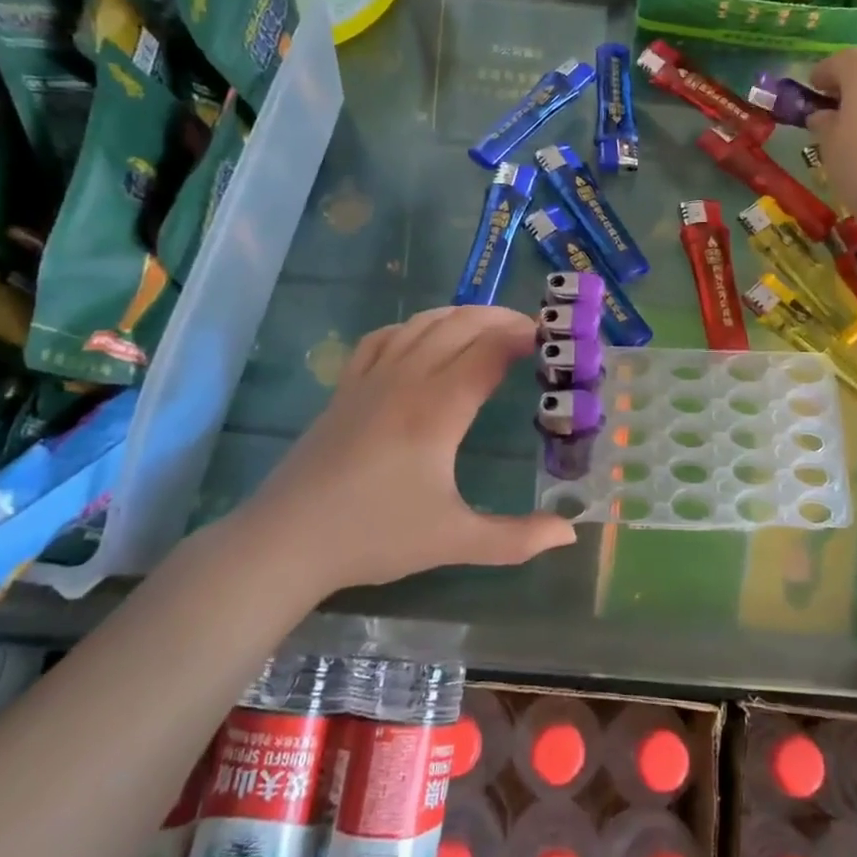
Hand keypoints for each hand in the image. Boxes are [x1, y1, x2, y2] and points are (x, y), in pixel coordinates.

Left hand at [234, 307, 575, 589]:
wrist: (287, 540)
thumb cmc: (375, 536)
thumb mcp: (454, 541)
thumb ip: (516, 539)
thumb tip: (569, 533)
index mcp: (438, 409)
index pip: (489, 352)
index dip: (523, 337)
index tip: (552, 338)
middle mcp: (407, 379)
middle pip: (460, 326)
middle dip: (500, 318)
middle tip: (531, 331)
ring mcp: (371, 378)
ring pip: (421, 324)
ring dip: (460, 316)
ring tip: (488, 325)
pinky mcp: (345, 388)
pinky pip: (382, 338)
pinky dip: (413, 326)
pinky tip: (422, 338)